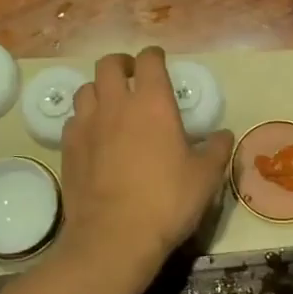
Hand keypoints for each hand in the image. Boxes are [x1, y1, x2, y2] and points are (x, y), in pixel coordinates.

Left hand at [58, 47, 233, 277]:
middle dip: (121, 64)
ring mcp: (87, 124)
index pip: (149, 60)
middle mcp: (116, 104)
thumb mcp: (205, 178)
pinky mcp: (68, 147)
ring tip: (110, 106)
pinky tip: (93, 136)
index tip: (160, 63)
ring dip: (99, 90)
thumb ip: (216, 150)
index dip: (154, 57)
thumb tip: (224, 135)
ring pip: (86, 89)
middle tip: (132, 78)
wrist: (113, 237)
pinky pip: (73, 120)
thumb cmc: (166, 202)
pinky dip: (83, 120)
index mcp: (152, 102)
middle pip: (109, 64)